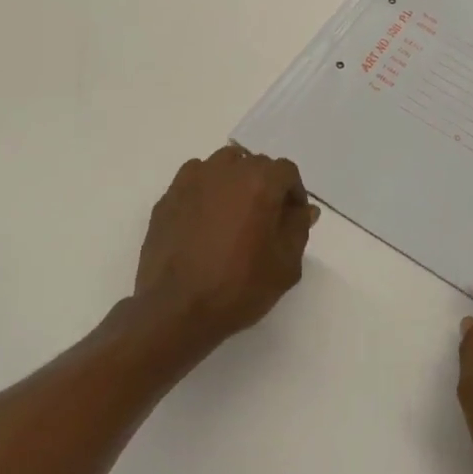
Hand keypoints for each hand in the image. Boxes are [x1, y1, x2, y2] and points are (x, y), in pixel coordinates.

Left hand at [132, 145, 318, 359]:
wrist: (176, 309)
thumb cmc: (239, 287)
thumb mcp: (286, 265)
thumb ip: (298, 228)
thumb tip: (304, 209)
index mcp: (260, 182)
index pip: (286, 171)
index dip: (294, 194)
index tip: (291, 220)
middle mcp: (227, 170)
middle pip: (255, 164)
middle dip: (265, 186)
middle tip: (264, 220)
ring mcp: (193, 180)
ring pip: (223, 165)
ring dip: (235, 181)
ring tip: (233, 215)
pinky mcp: (169, 196)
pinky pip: (195, 179)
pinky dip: (206, 190)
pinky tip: (204, 219)